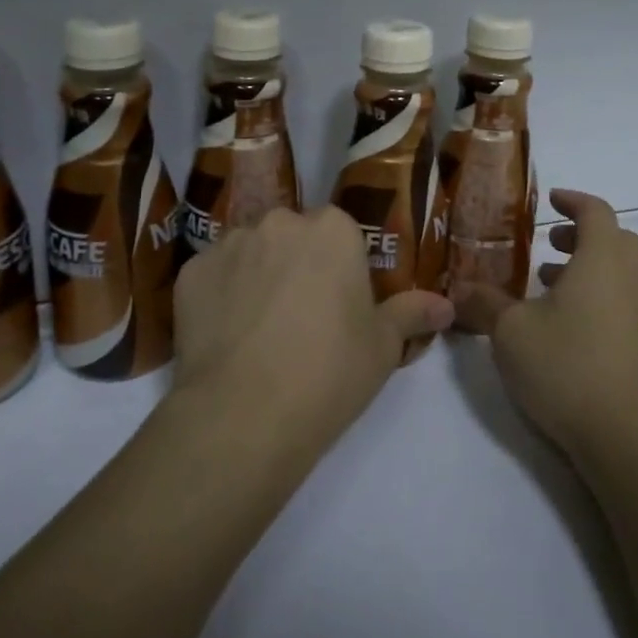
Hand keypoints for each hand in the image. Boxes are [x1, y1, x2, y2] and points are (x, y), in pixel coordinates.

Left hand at [171, 207, 453, 455]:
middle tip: (301, 318)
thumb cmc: (329, 373)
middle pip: (293, 236)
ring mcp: (230, 244)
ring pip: (251, 252)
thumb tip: (446, 306)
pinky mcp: (190, 272)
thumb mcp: (383, 347)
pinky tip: (225, 336)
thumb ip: (412, 314)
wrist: (244, 415)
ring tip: (258, 330)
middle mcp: (279, 222)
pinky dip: (220, 295)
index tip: (340, 305)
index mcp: (332, 229)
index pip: (340, 233)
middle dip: (297, 265)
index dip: (341, 269)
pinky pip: (214, 275)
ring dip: (258, 276)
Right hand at [453, 189, 637, 463]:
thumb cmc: (566, 366)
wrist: (626, 436)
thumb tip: (460, 287)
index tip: (550, 200)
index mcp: (602, 260)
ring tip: (548, 287)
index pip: (596, 211)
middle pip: (615, 239)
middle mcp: (631, 278)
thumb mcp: (510, 331)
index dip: (573, 201)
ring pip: (621, 272)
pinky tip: (567, 327)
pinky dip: (599, 296)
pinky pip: (624, 301)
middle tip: (548, 244)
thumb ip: (485, 303)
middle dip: (582, 234)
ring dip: (588, 268)